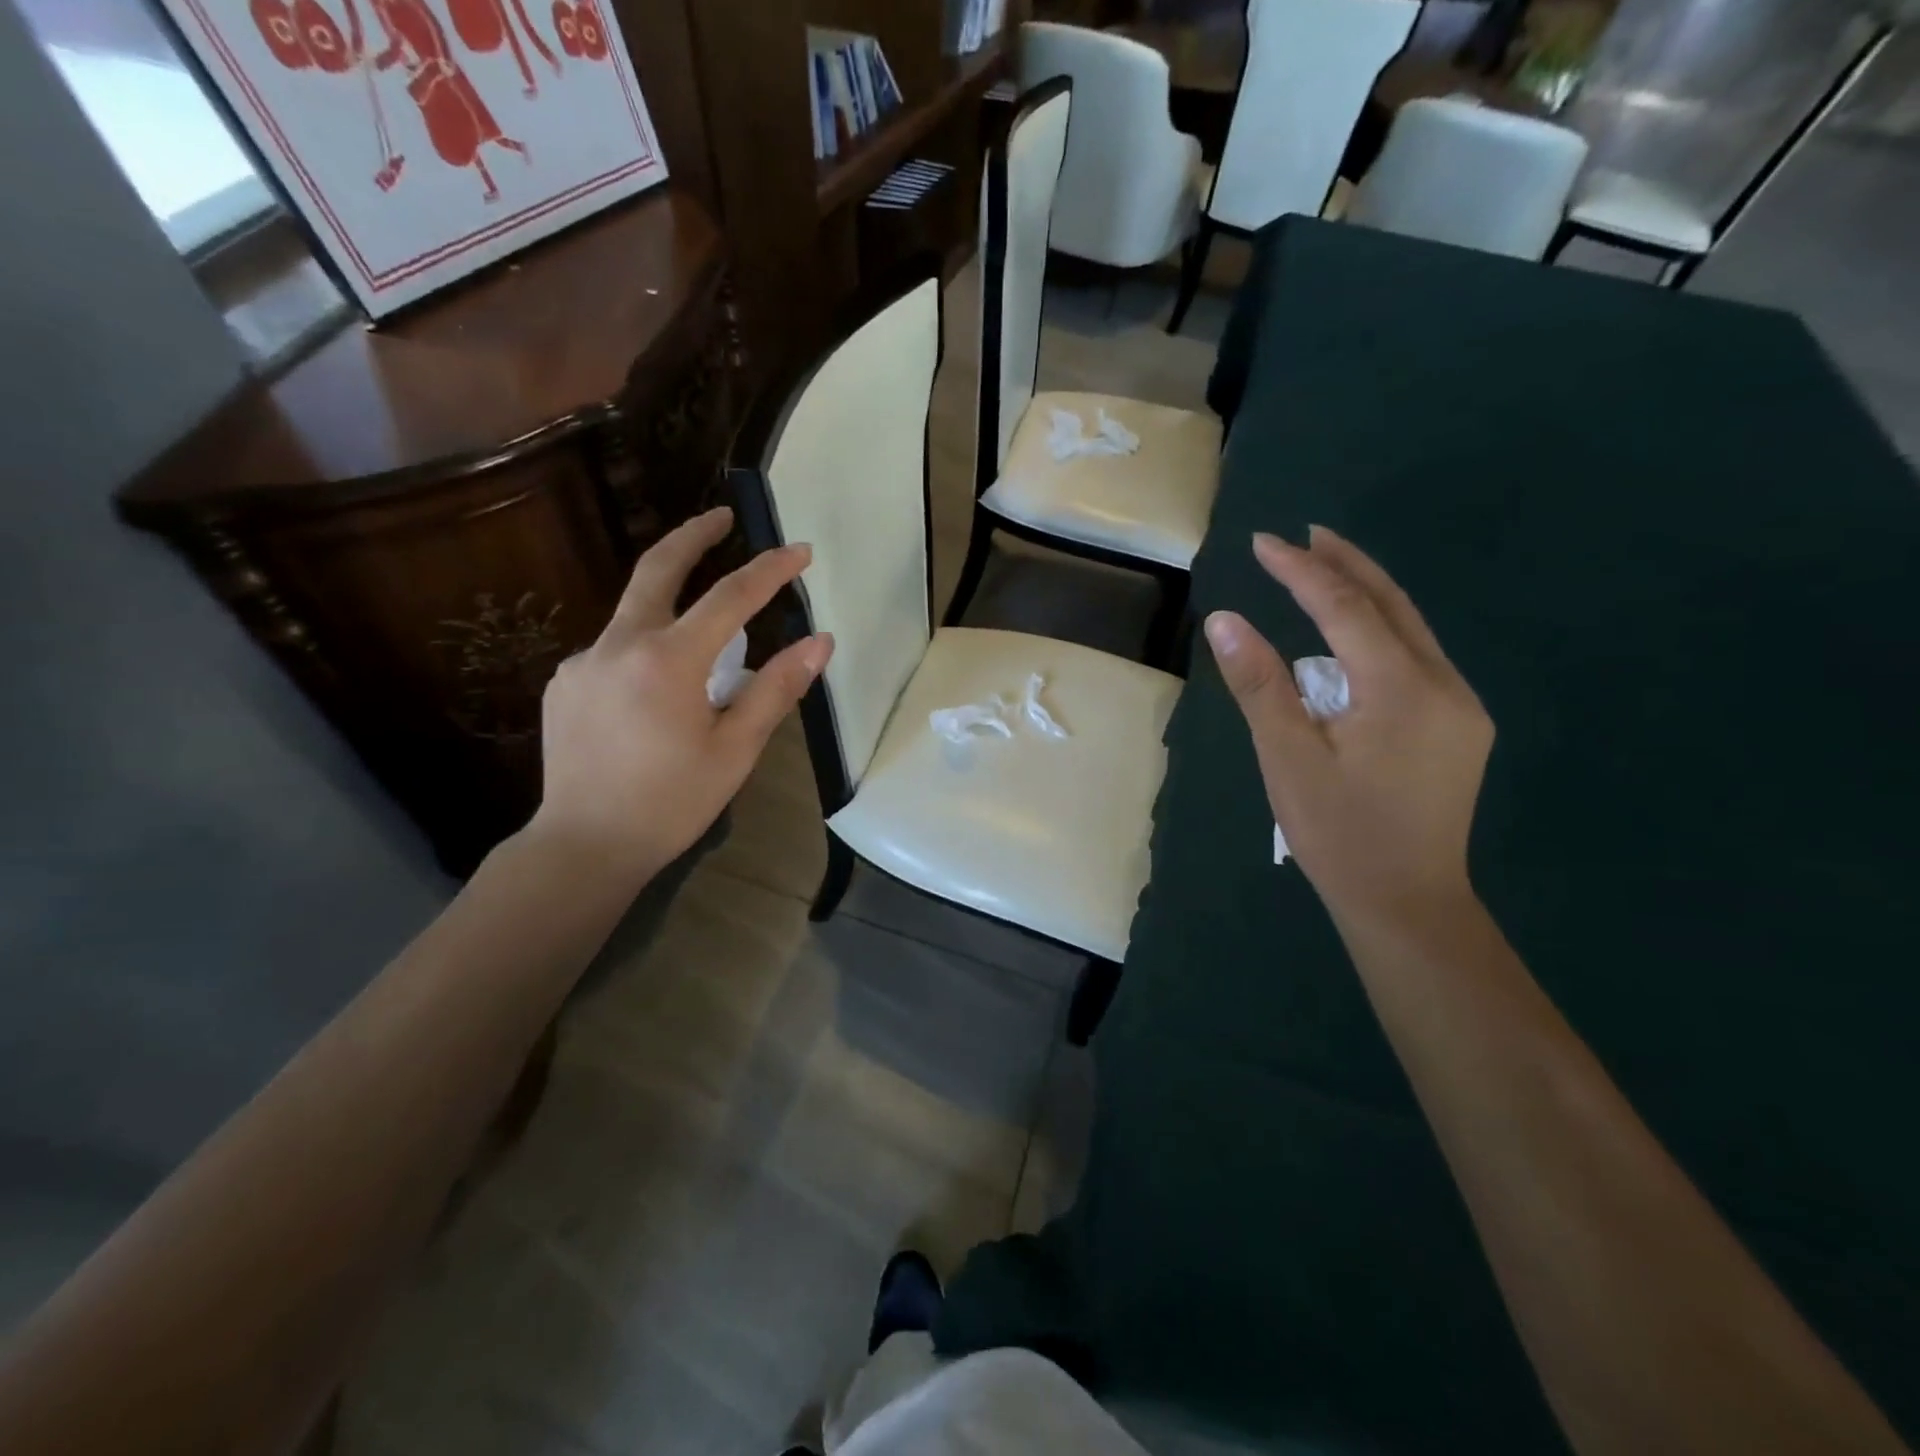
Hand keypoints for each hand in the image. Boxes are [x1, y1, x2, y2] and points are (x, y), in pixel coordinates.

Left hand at [527, 507, 832, 881]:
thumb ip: (776, 689)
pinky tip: (655, 694)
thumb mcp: (735, 749)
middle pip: (657, 569)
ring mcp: (582, 662)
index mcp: (668, 660)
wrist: (583, 845)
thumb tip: (819, 642)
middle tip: (721, 516)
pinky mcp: (564, 683)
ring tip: (704, 648)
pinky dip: (644, 653)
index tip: (800, 550)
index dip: (770, 570)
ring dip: (672, 609)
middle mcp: (618, 645)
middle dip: (693, 536)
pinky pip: (612, 651)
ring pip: (634, 615)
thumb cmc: (671, 802)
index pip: (730, 597)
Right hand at [1203, 525, 1492, 936]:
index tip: (1263, 543)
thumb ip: (1259, 685)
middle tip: (1305, 534)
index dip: (1301, 571)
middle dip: (1346, 563)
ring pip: (1410, 629)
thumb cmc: (1338, 834)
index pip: (1344, 608)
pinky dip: (1381, 631)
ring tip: (1324, 569)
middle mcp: (1443, 684)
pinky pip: (1417, 657)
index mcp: (1400, 688)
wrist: (1408, 903)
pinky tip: (1355, 636)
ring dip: (1365, 594)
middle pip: (1392, 604)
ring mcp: (1459, 706)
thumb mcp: (1287, 758)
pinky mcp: (1458, 727)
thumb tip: (1225, 620)